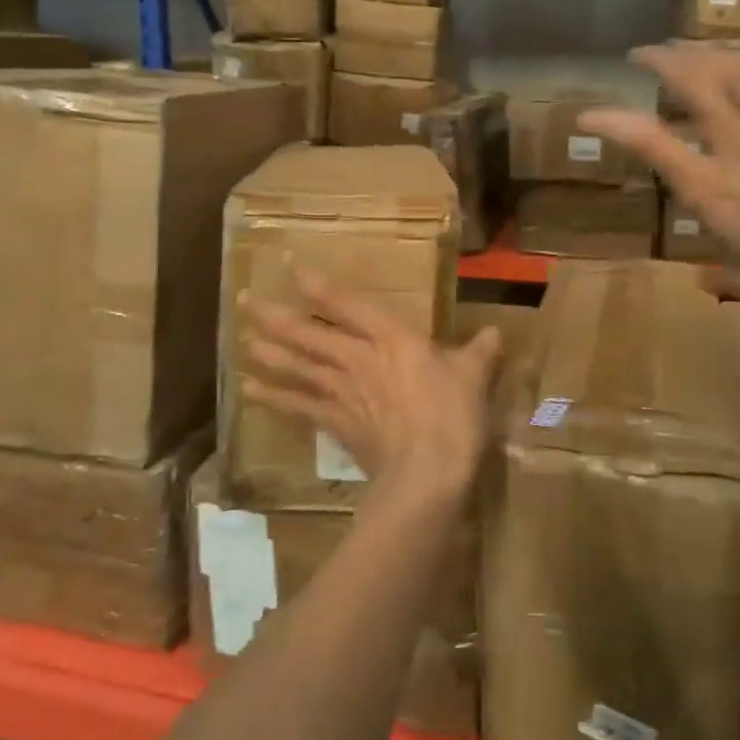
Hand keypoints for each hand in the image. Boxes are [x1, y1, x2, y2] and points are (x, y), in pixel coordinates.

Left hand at [242, 270, 500, 503]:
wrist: (426, 472)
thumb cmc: (451, 416)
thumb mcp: (473, 376)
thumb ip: (480, 351)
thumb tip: (496, 333)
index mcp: (390, 338)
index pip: (346, 304)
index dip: (316, 284)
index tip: (289, 267)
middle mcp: (357, 358)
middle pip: (308, 333)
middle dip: (275, 316)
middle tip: (244, 300)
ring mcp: (342, 392)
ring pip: (298, 366)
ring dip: (269, 352)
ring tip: (242, 339)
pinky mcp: (335, 423)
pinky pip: (299, 406)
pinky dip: (274, 398)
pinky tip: (250, 392)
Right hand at [579, 43, 739, 307]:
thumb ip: (724, 279)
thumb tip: (704, 282)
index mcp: (712, 189)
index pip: (650, 142)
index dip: (613, 122)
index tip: (587, 116)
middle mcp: (736, 145)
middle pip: (693, 84)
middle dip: (661, 60)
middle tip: (643, 53)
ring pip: (733, 70)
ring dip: (703, 52)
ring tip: (685, 47)